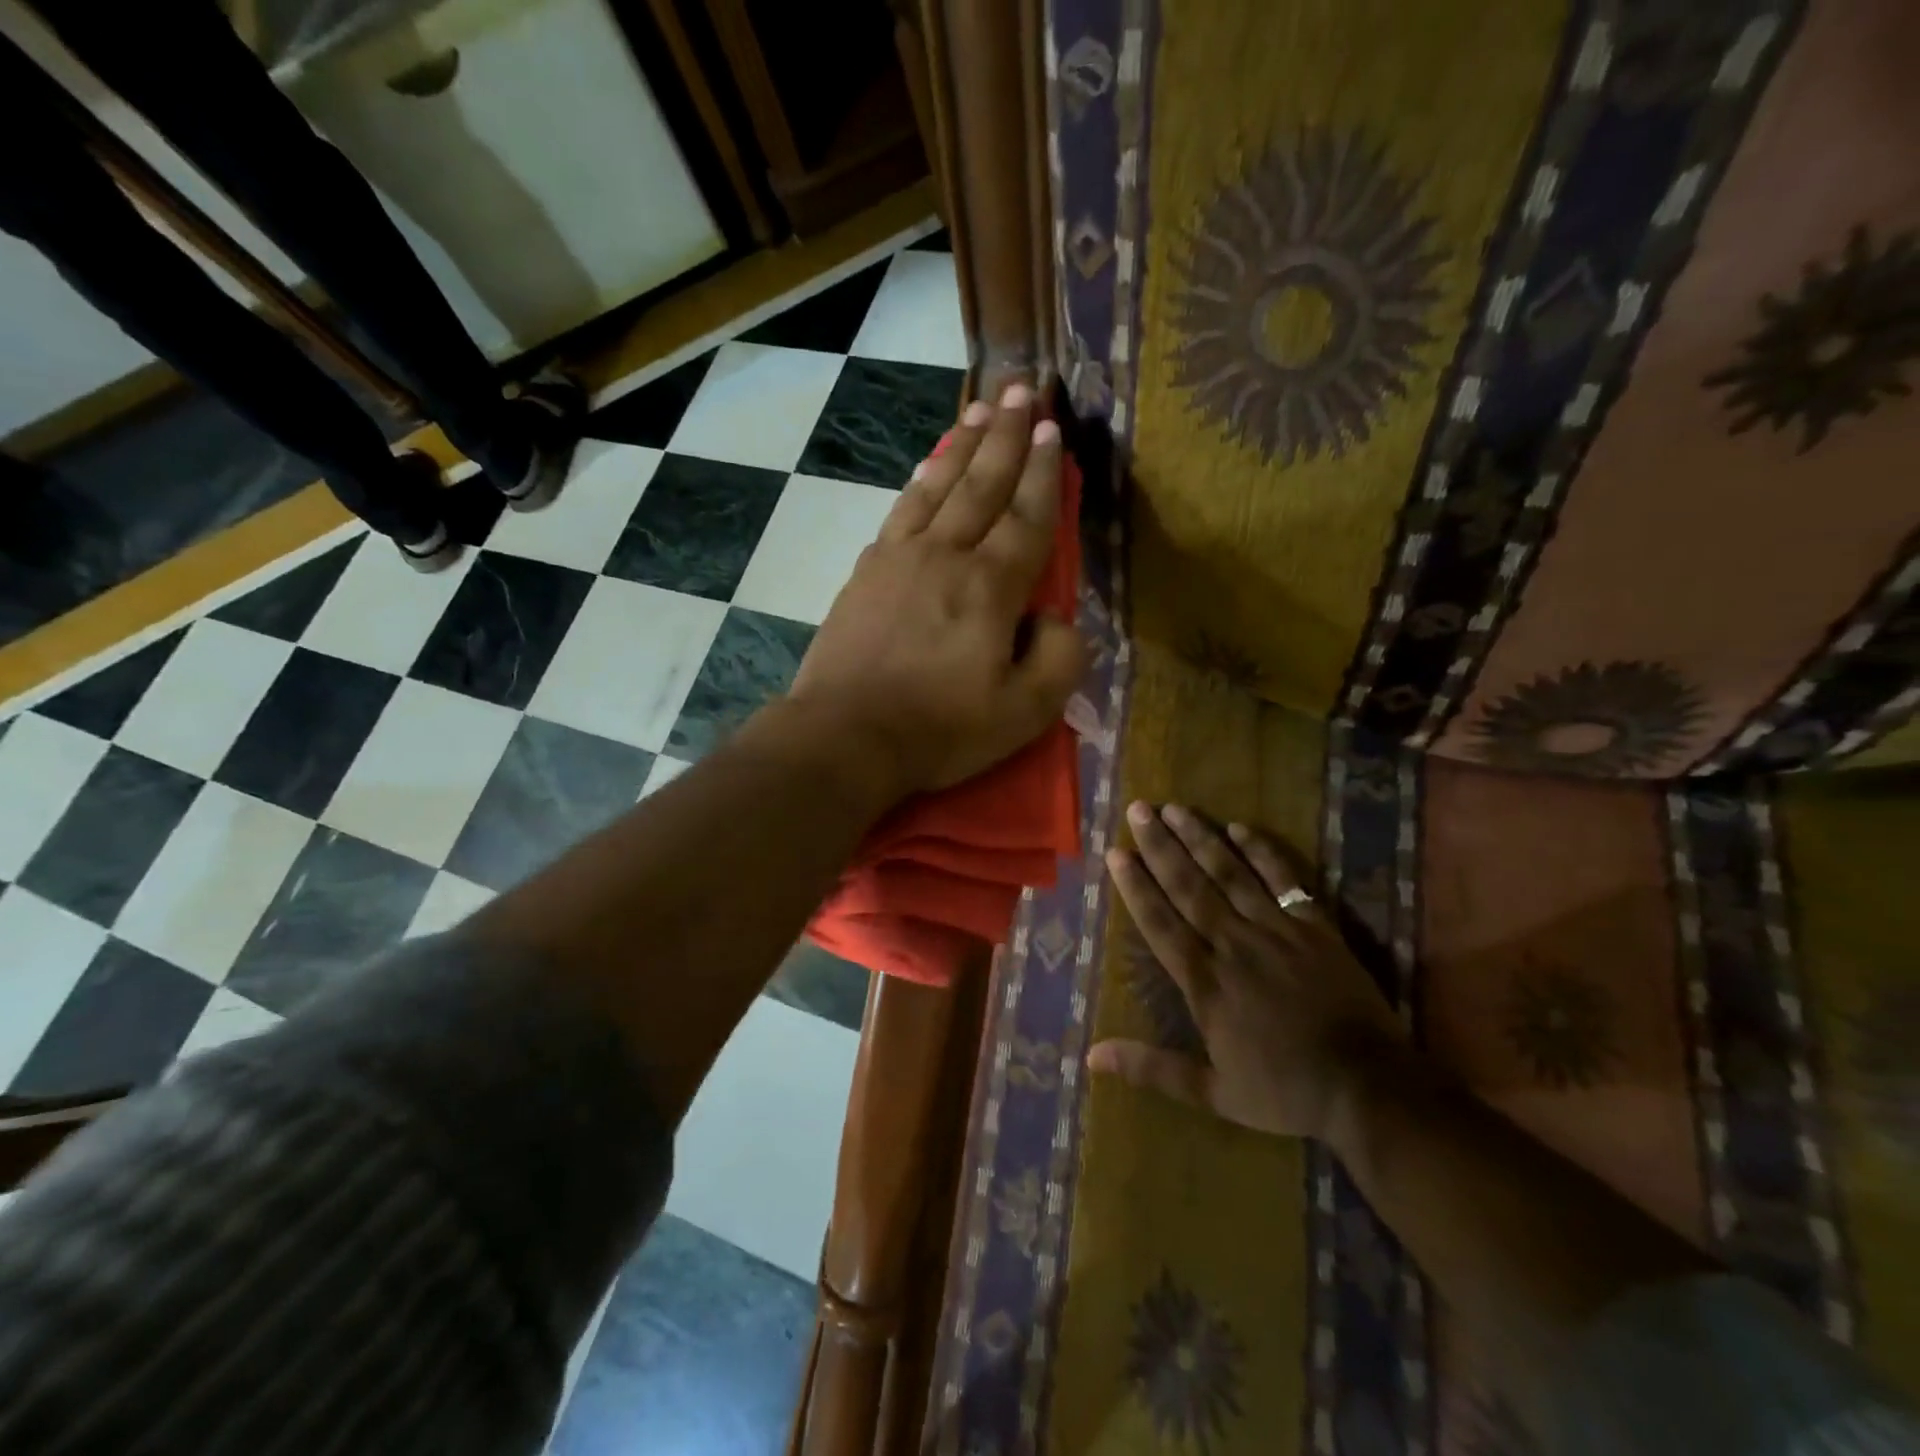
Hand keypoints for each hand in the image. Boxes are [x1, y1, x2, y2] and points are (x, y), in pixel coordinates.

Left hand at [788, 384, 1085, 796]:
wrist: (844, 736)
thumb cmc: (939, 729)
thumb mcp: (1024, 711)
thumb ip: (1058, 657)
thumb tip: (1054, 617)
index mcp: (990, 586)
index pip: (1027, 518)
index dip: (1045, 474)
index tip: (1054, 431)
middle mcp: (946, 555)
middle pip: (982, 485)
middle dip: (1006, 437)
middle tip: (1022, 391)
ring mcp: (898, 559)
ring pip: (937, 488)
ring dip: (961, 447)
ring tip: (977, 411)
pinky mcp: (864, 573)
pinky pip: (900, 512)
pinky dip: (919, 484)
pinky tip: (926, 474)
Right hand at [1089, 804, 1406, 1141]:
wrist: (1367, 1088)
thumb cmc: (1284, 1091)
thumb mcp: (1213, 1092)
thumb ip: (1152, 1069)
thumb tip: (1090, 1056)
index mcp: (1205, 982)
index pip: (1160, 923)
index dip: (1135, 886)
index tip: (1116, 853)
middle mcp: (1232, 944)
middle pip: (1189, 886)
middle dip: (1160, 846)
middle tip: (1139, 810)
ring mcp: (1275, 930)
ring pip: (1229, 873)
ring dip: (1200, 838)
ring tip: (1174, 808)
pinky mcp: (1314, 926)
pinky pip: (1283, 880)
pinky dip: (1262, 852)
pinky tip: (1239, 827)